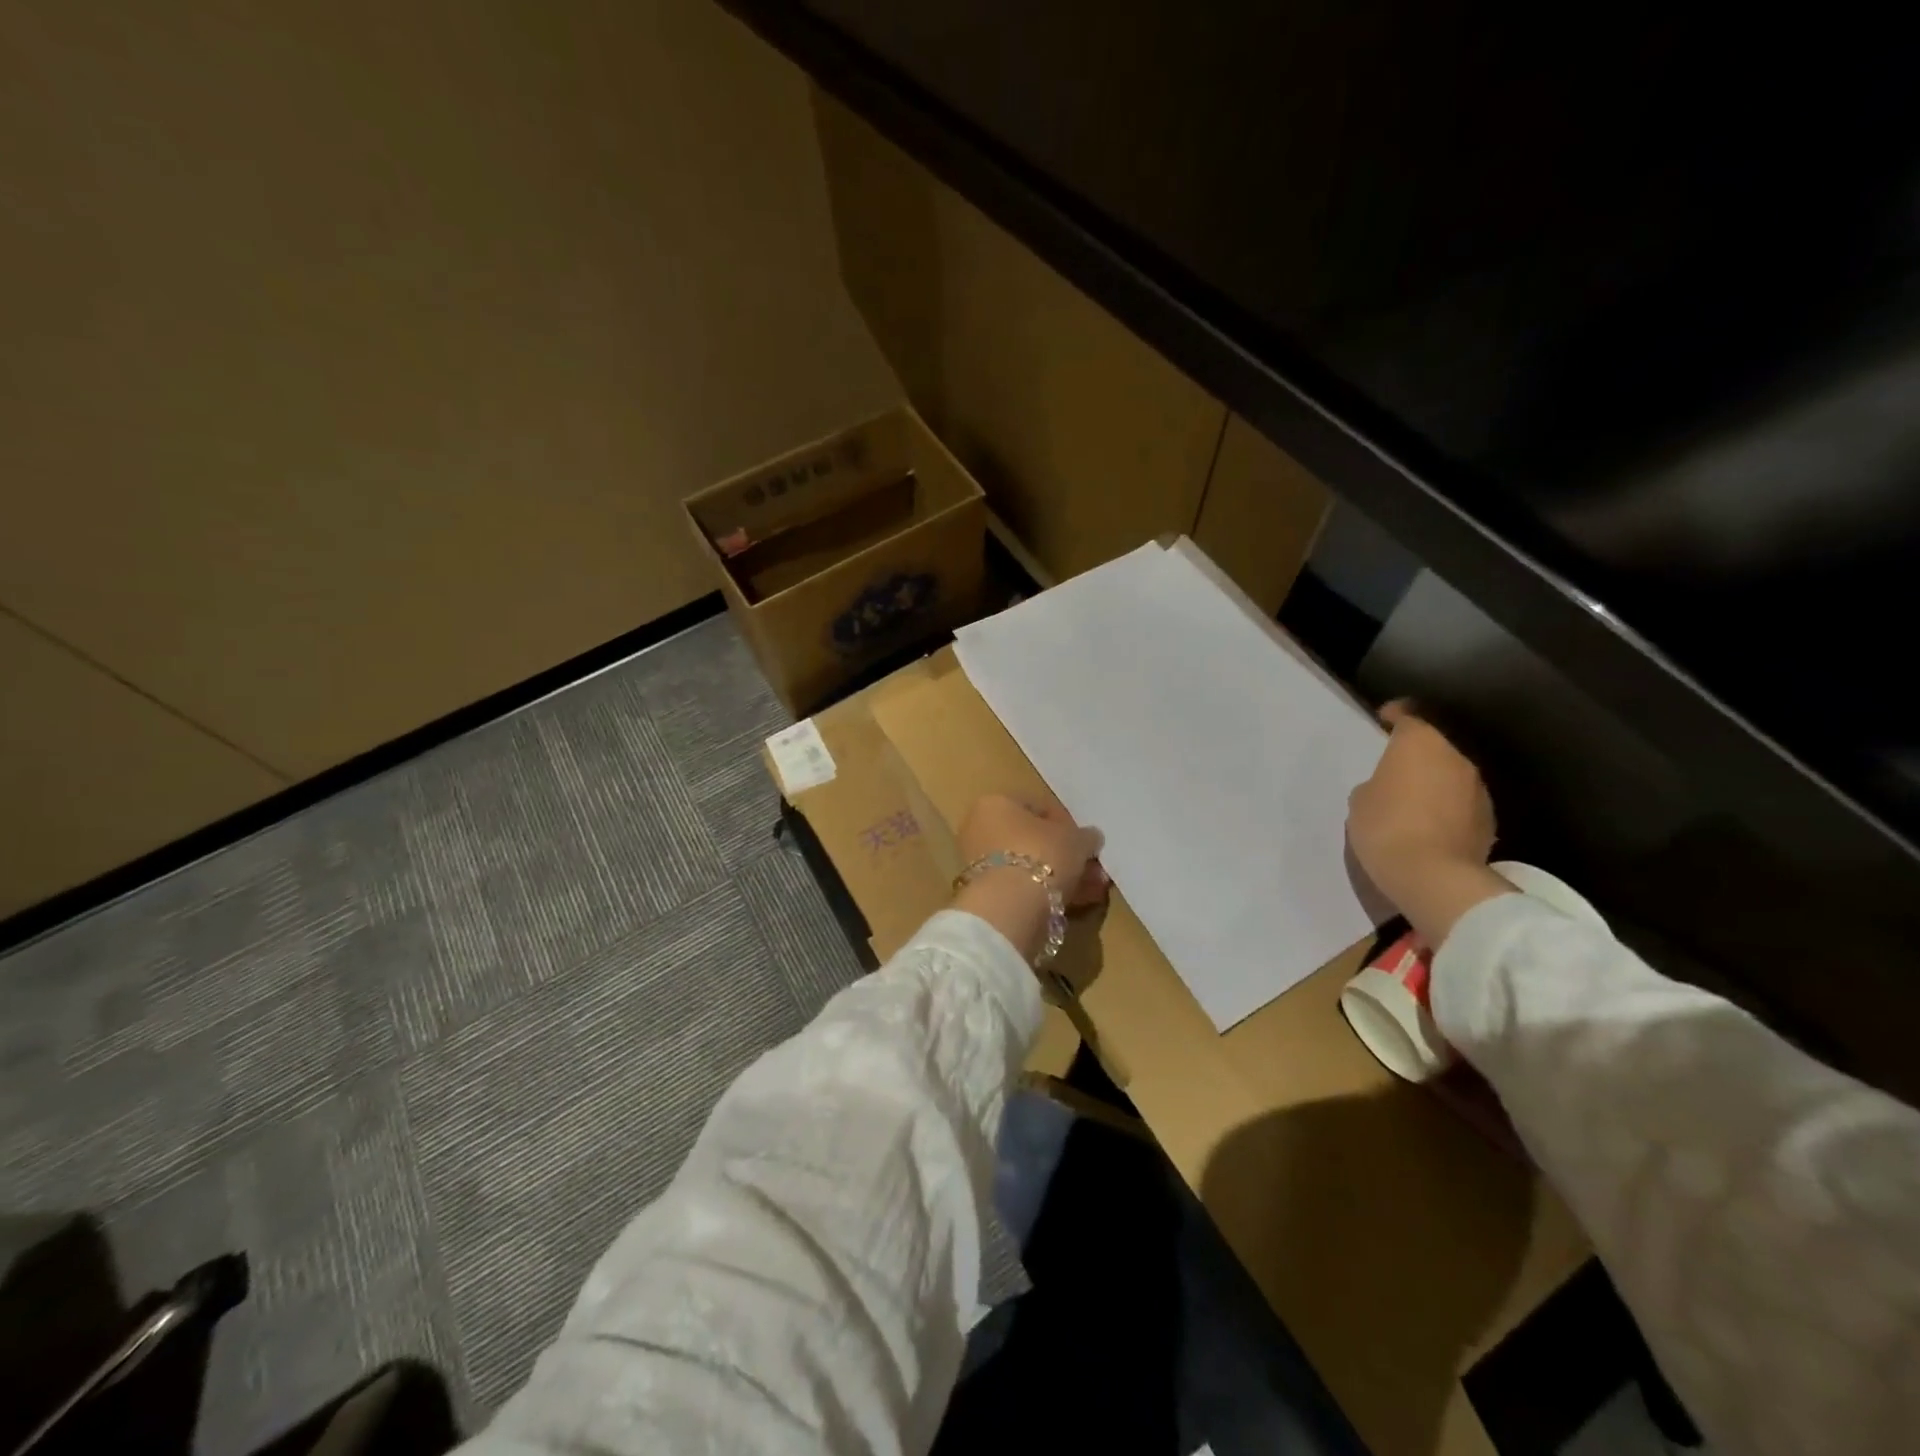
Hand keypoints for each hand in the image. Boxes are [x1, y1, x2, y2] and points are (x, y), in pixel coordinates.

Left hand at [952, 794, 1105, 960]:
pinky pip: (1020, 887)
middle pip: (1030, 840)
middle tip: (1091, 868)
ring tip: (1092, 890)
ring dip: (1060, 876)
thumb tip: (1091, 838)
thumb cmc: (1042, 854)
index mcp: (995, 803)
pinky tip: (1074, 904)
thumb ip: (1085, 836)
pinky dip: (1045, 893)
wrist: (1009, 906)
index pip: (1036, 807)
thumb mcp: (1076, 839)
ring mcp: (977, 863)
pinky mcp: (983, 894)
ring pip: (1028, 866)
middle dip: (1064, 855)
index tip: (1085, 842)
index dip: (1066, 824)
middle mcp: (979, 828)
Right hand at [1346, 702, 1508, 945]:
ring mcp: (1477, 789)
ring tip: (1412, 801)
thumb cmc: (1385, 826)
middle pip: (1435, 746)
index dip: (1396, 714)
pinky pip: (1461, 803)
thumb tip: (1389, 788)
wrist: (1433, 876)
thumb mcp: (1361, 801)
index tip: (1383, 719)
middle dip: (1417, 754)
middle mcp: (1456, 757)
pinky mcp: (1489, 819)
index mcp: (1420, 743)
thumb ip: (1376, 784)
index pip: (1410, 715)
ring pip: (1451, 775)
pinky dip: (1447, 808)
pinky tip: (1429, 825)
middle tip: (1394, 769)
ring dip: (1434, 782)